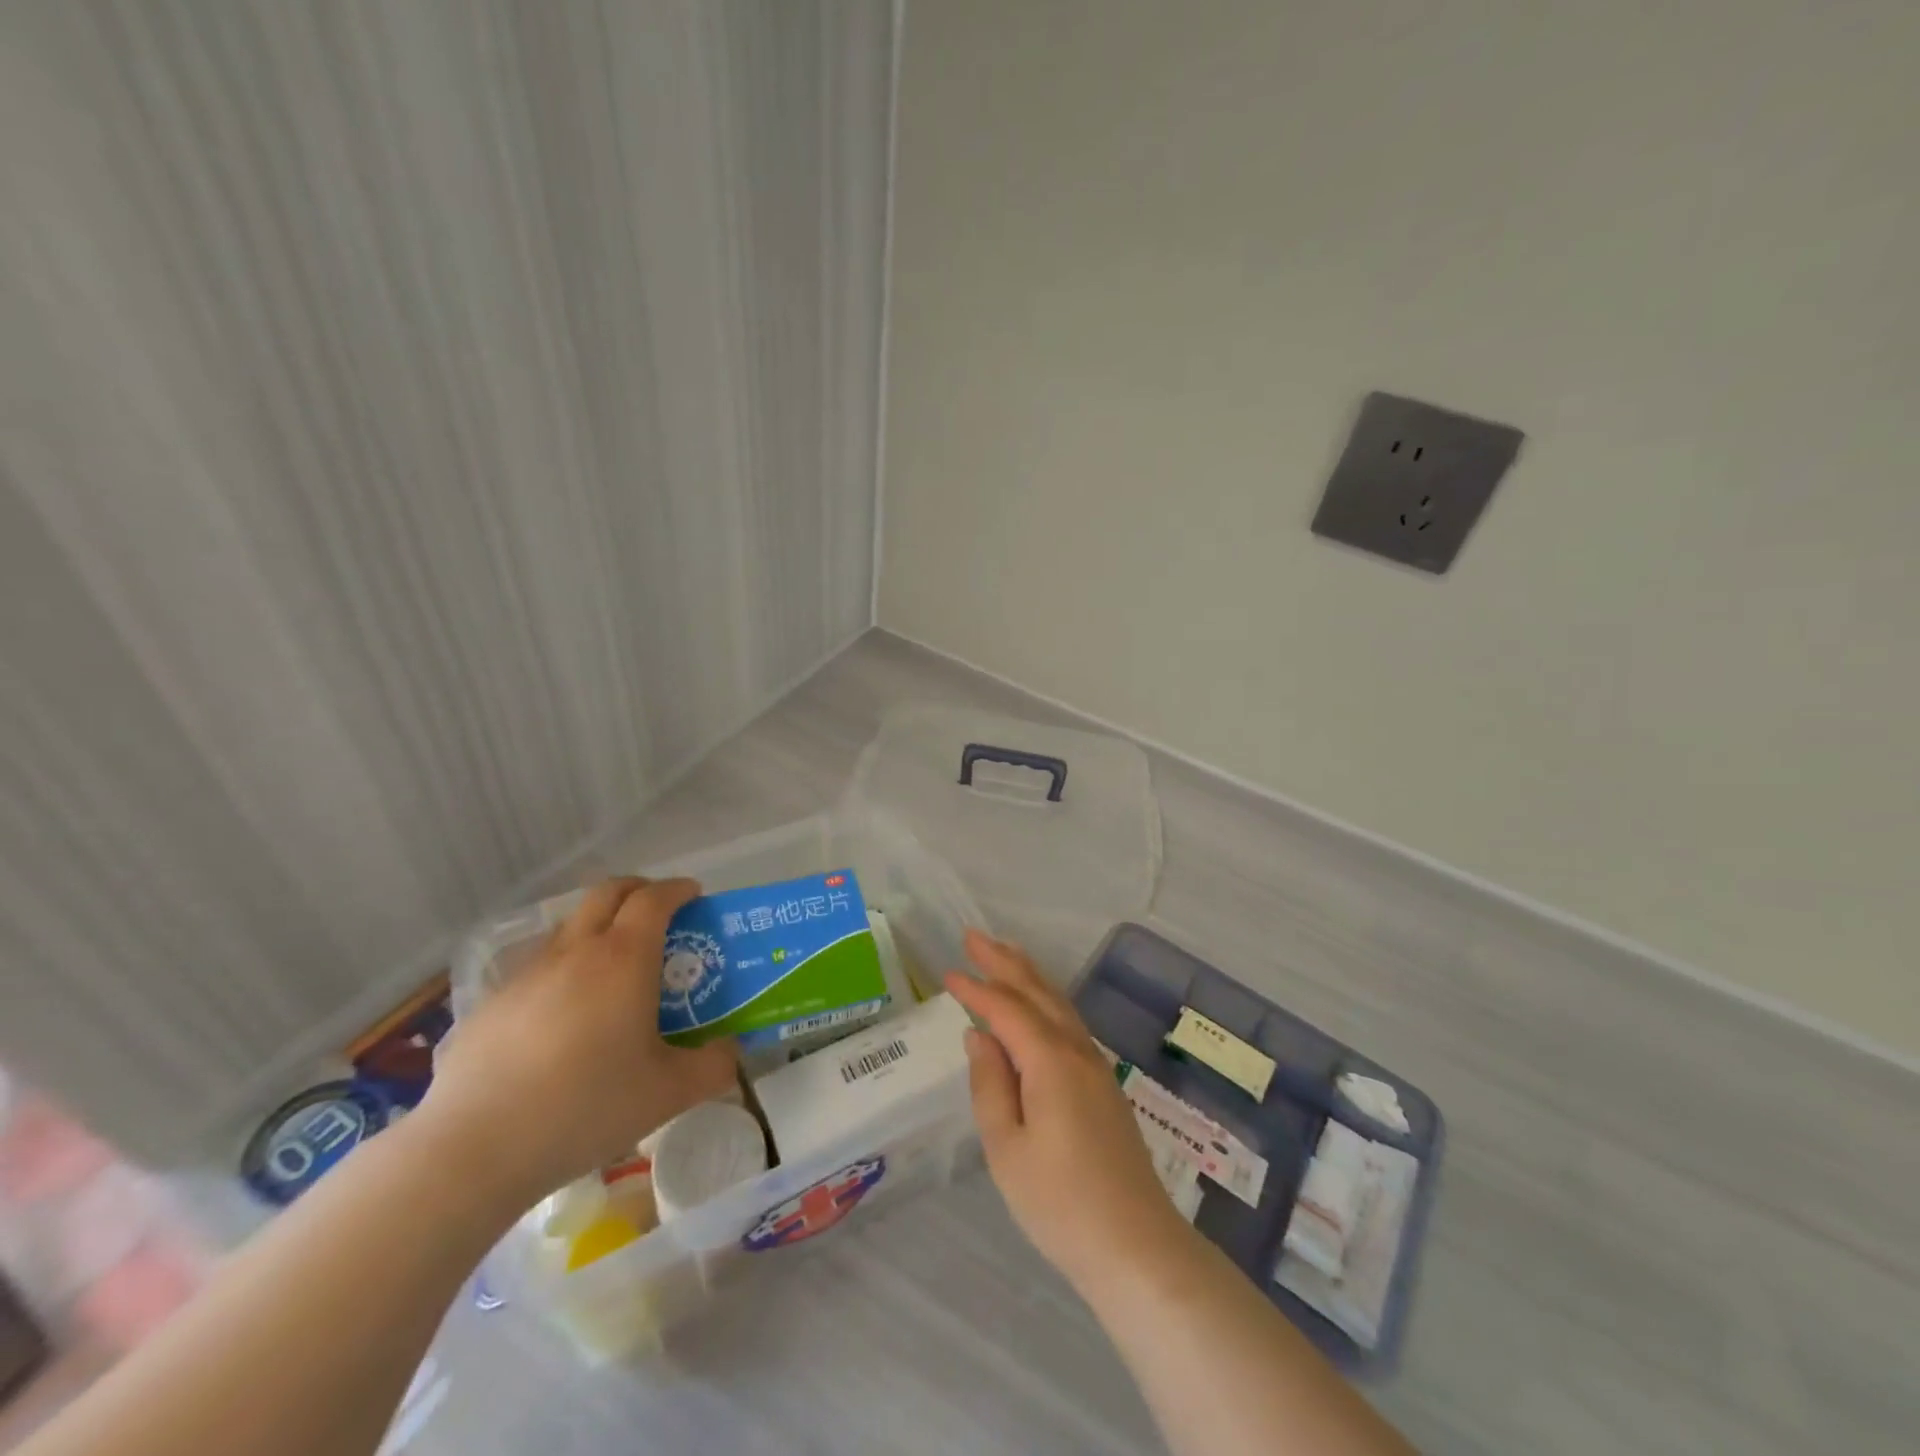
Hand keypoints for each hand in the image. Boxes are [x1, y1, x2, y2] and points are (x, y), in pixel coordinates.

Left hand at [421, 877, 738, 1204]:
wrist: (474, 1149)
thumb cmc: (587, 1107)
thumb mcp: (669, 1093)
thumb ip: (713, 1065)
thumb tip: (730, 1050)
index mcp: (624, 958)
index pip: (655, 898)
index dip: (678, 890)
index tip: (695, 897)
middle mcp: (576, 951)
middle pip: (608, 892)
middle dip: (639, 890)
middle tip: (660, 913)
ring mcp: (528, 974)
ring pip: (570, 925)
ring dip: (599, 925)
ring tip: (614, 966)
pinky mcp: (492, 1003)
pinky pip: (538, 965)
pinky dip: (564, 966)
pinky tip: (565, 1015)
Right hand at [944, 930, 1189, 1290]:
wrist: (1136, 1247)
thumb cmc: (1060, 1202)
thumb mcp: (1007, 1149)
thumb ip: (990, 1085)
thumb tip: (979, 1036)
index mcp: (1050, 1061)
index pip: (1007, 1009)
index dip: (976, 989)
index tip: (948, 972)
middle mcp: (1077, 1051)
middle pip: (1038, 992)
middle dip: (1005, 962)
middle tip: (974, 937)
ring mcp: (1096, 1066)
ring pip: (1058, 1004)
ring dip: (1029, 975)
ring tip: (1005, 954)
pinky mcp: (1104, 1085)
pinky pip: (1069, 1023)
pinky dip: (1047, 1001)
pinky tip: (1038, 1006)